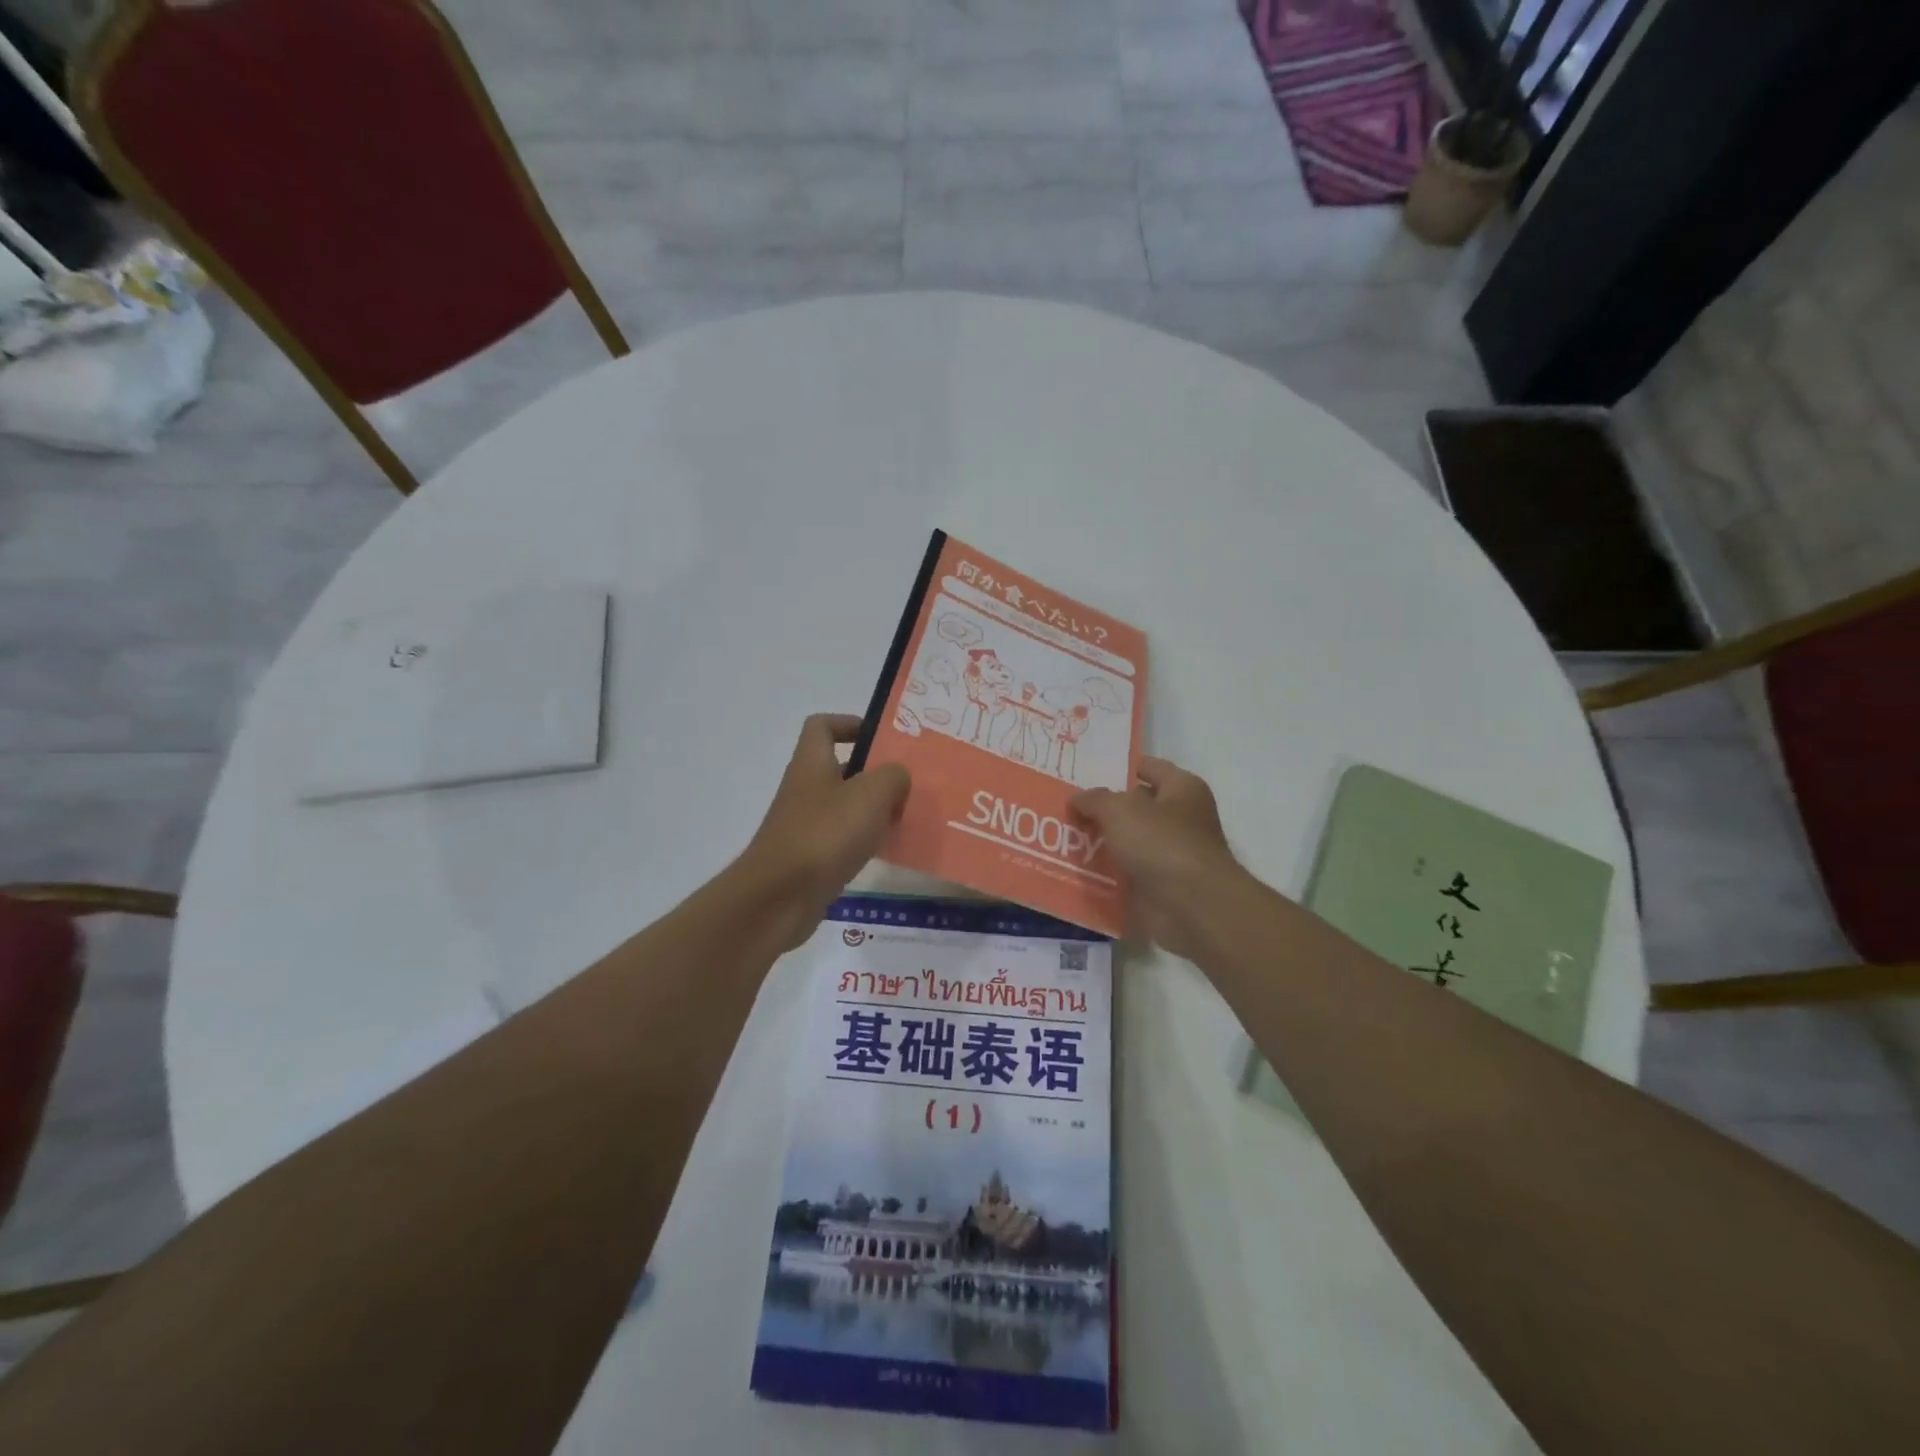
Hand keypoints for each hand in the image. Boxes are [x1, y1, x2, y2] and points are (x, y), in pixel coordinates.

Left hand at [735, 714, 910, 950]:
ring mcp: (805, 825)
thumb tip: (897, 779)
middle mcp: (805, 789)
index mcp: (812, 763)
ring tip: (905, 817)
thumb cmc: (825, 834)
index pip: (822, 726)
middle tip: (908, 782)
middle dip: (874, 773)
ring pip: (845, 805)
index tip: (881, 739)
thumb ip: (893, 776)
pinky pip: (842, 839)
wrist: (779, 898)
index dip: (850, 724)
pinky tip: (887, 849)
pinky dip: (864, 841)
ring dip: (873, 810)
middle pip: (840, 767)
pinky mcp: (810, 857)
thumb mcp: (871, 794)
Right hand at [1070, 758, 1244, 960]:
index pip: (1148, 767)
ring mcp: (1170, 854)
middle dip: (1103, 808)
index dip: (1118, 768)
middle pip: (1135, 806)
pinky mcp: (1159, 886)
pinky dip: (1104, 873)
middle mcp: (1180, 818)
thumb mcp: (1119, 809)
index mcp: (1182, 788)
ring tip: (1061, 837)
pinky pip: (1125, 873)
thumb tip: (1077, 798)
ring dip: (1100, 842)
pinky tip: (1074, 869)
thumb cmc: (1161, 843)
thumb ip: (1095, 799)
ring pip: (1127, 842)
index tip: (1083, 772)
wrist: (1191, 907)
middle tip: (1065, 806)